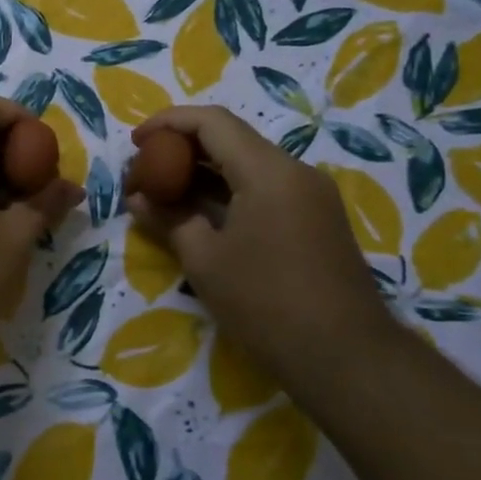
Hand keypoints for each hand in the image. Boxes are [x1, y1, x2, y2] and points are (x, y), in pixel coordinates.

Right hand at [127, 106, 398, 386]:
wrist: (345, 357)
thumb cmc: (265, 303)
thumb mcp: (204, 260)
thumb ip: (169, 219)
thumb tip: (138, 199)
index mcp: (268, 171)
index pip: (212, 122)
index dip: (168, 123)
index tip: (136, 143)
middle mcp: (295, 172)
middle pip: (231, 139)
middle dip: (183, 149)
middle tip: (145, 172)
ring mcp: (311, 196)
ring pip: (248, 165)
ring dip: (204, 173)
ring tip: (165, 194)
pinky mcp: (317, 220)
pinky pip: (265, 189)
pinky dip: (228, 192)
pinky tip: (201, 215)